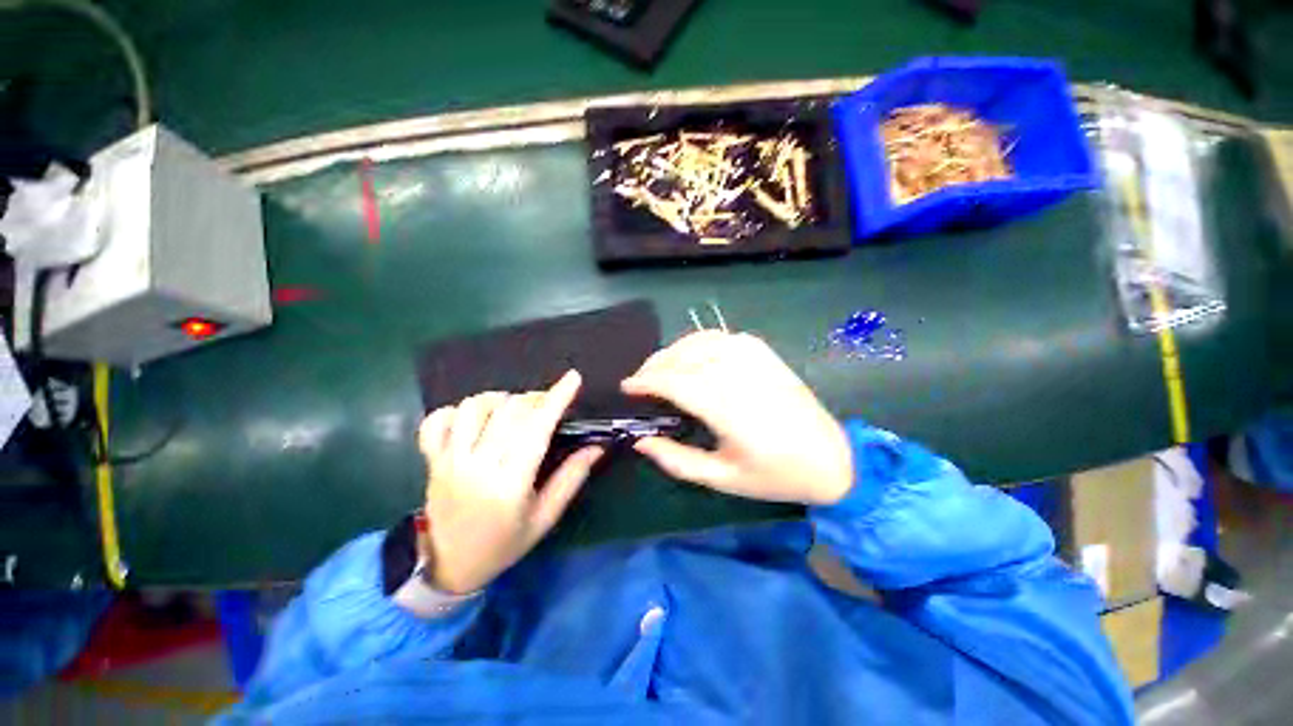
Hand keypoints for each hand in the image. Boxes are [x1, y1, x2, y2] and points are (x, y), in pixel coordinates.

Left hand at [417, 371, 602, 593]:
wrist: (448, 565)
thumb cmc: (504, 543)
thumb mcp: (545, 518)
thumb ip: (571, 478)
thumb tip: (596, 446)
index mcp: (510, 483)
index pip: (537, 428)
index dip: (556, 399)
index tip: (573, 378)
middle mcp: (477, 465)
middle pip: (509, 411)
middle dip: (535, 398)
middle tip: (546, 404)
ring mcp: (449, 460)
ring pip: (474, 407)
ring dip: (499, 399)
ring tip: (512, 410)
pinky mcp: (431, 459)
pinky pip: (437, 420)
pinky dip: (456, 410)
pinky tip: (473, 418)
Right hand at [621, 332, 851, 505]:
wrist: (831, 459)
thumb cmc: (775, 475)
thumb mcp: (722, 479)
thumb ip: (677, 460)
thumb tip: (640, 441)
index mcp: (730, 409)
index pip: (676, 383)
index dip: (646, 382)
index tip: (626, 388)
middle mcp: (740, 375)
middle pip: (684, 358)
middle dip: (654, 366)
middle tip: (638, 381)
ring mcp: (754, 358)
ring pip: (700, 341)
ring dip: (673, 351)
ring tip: (659, 368)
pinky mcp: (764, 353)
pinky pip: (721, 336)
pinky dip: (698, 341)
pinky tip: (690, 355)